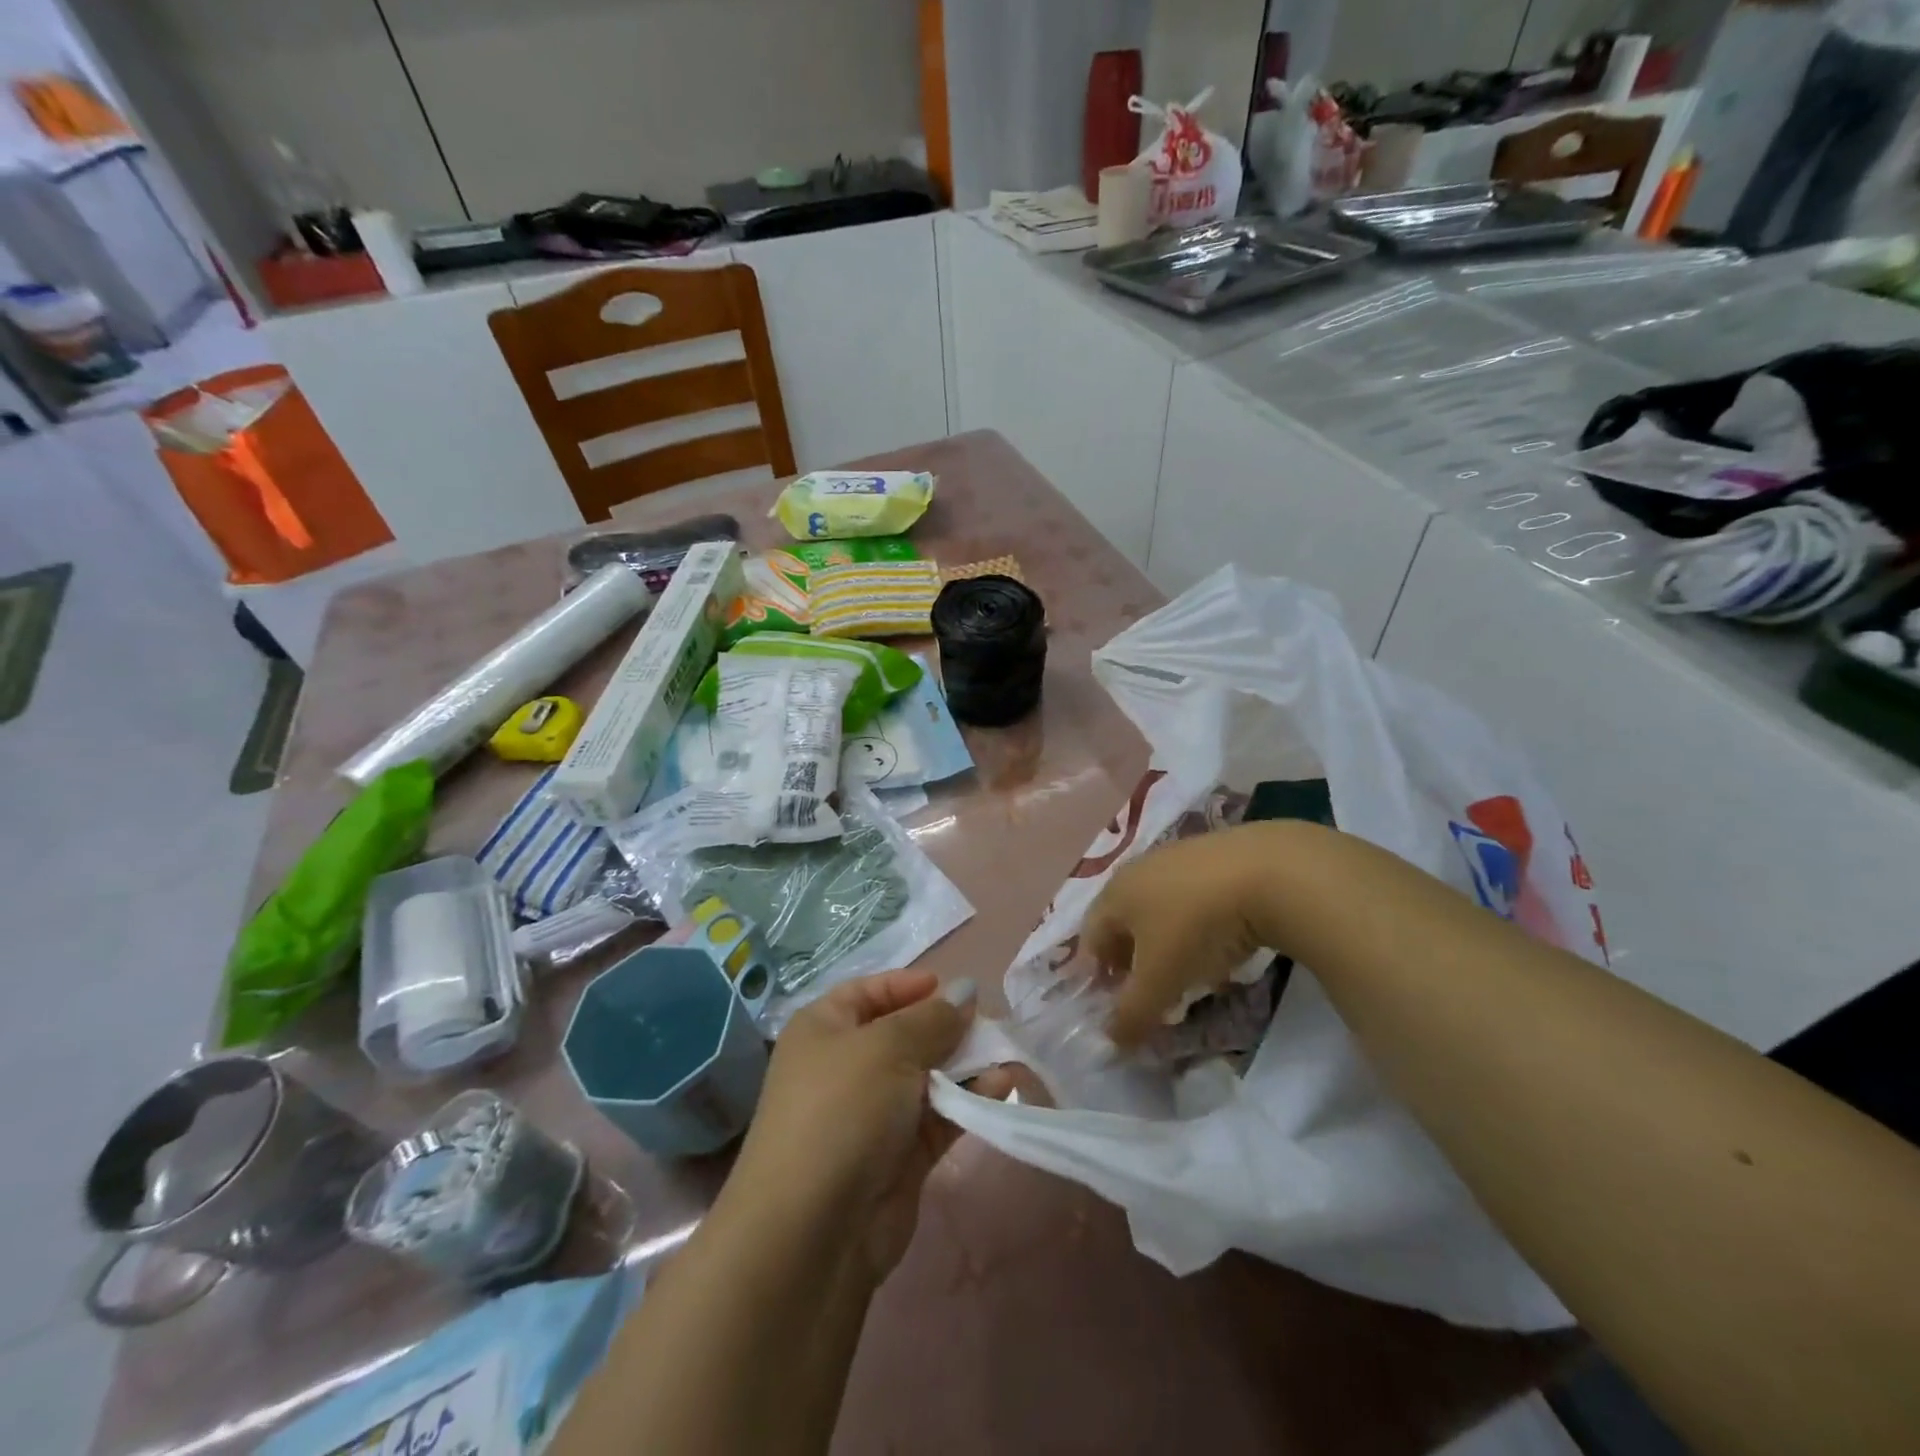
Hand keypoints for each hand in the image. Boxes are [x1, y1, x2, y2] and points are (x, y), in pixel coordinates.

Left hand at [723, 969, 1013, 1281]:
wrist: (813, 1230)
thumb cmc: (842, 1109)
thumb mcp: (888, 1047)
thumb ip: (933, 1018)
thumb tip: (965, 990)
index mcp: (824, 1030)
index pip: (868, 992)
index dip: (907, 984)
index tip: (951, 986)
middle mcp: (845, 1066)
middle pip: (903, 1034)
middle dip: (946, 1026)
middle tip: (989, 1022)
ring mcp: (872, 1114)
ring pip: (926, 1077)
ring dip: (965, 1065)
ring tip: (1007, 1052)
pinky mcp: (899, 1157)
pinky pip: (939, 1117)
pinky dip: (969, 1102)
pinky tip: (1003, 1088)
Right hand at [1082, 822, 1290, 1047]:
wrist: (1268, 872)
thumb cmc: (1197, 926)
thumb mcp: (1161, 979)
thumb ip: (1132, 1013)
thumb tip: (1112, 1040)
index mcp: (1114, 894)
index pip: (1090, 939)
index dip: (1098, 976)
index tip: (1118, 1006)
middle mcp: (1138, 870)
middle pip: (1124, 923)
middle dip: (1134, 962)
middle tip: (1153, 993)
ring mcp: (1177, 858)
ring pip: (1160, 910)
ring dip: (1168, 945)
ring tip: (1192, 974)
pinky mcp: (1216, 855)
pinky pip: (1194, 900)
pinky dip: (1199, 927)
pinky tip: (1223, 945)